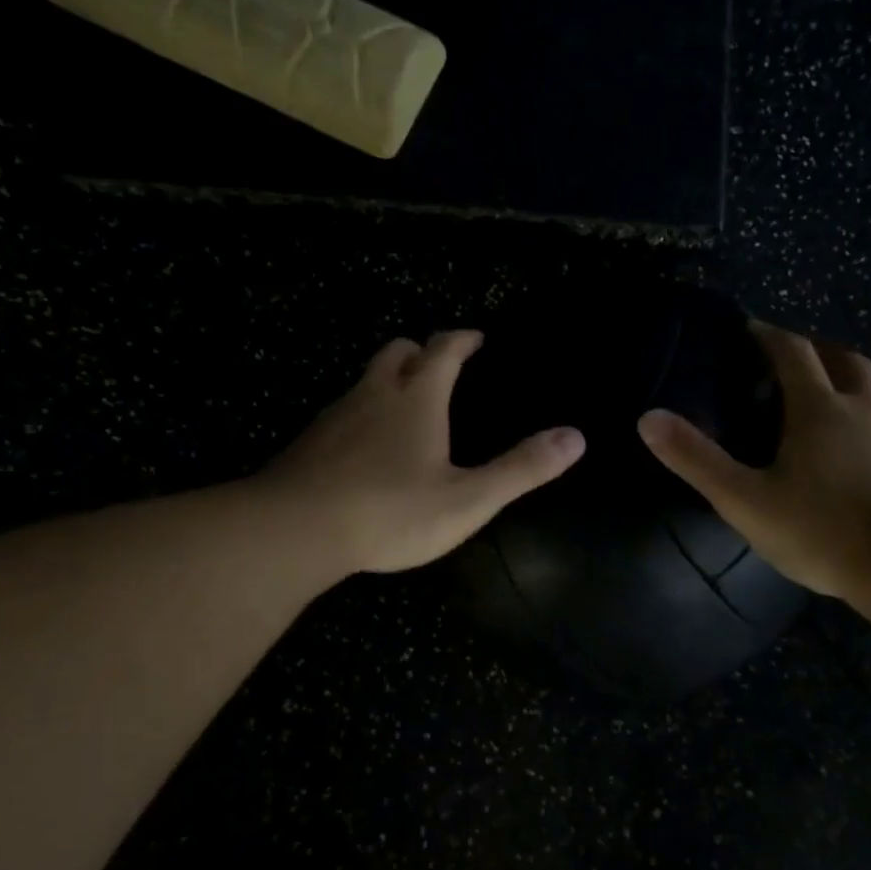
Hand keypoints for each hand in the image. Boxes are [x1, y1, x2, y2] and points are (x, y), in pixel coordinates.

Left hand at [264, 330, 584, 575]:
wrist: (295, 531)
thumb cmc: (390, 512)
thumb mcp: (468, 499)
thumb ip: (521, 469)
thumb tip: (575, 437)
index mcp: (417, 399)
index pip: (444, 349)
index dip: (463, 340)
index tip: (477, 339)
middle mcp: (373, 395)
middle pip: (396, 352)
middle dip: (421, 352)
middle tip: (439, 368)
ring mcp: (335, 417)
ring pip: (364, 381)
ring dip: (388, 383)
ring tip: (406, 410)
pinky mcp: (308, 443)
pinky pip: (341, 414)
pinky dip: (361, 417)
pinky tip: (366, 451)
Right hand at [637, 322, 870, 597]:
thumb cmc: (823, 531)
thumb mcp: (746, 500)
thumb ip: (697, 460)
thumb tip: (648, 418)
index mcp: (820, 410)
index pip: (793, 352)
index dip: (769, 335)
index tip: (751, 328)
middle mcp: (865, 411)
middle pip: (846, 361)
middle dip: (819, 351)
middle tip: (795, 361)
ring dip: (855, 389)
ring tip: (835, 407)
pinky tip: (868, 461)